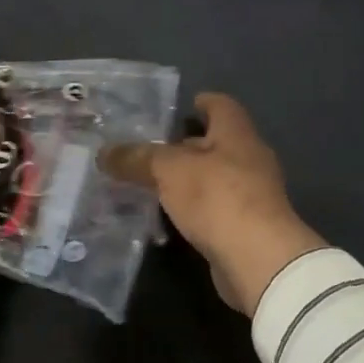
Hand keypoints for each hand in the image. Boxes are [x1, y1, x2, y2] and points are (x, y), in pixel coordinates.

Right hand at [102, 93, 323, 315]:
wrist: (258, 259)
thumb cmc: (217, 197)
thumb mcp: (168, 170)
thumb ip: (137, 158)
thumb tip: (104, 153)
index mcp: (236, 134)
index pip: (221, 106)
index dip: (201, 103)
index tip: (179, 108)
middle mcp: (249, 159)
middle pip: (215, 143)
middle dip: (184, 147)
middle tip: (149, 150)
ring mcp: (252, 195)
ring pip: (213, 178)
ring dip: (187, 181)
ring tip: (150, 185)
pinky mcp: (247, 227)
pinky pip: (214, 209)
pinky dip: (193, 210)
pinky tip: (168, 218)